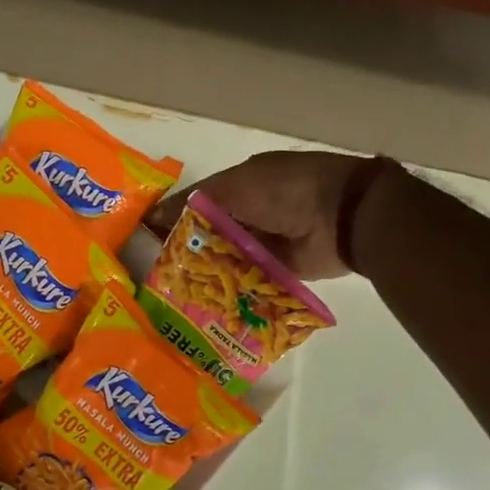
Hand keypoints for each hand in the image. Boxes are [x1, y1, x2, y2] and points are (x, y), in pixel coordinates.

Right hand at [146, 151, 392, 278]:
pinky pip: (246, 281)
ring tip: (172, 294)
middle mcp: (249, 213)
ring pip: (224, 259)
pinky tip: (203, 304)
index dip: (171, 219)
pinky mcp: (277, 270)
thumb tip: (153, 214)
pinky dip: (229, 290)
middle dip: (184, 251)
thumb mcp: (234, 187)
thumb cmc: (285, 191)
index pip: (196, 203)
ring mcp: (264, 242)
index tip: (144, 240)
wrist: (344, 216)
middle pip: (208, 234)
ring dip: (204, 273)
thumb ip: (194, 202)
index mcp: (240, 185)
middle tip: (153, 275)